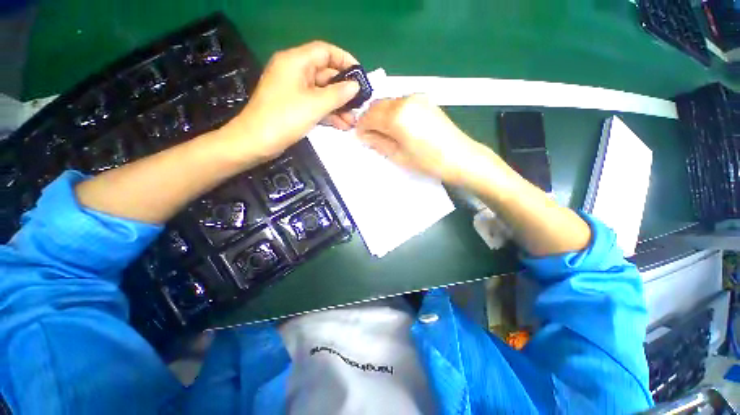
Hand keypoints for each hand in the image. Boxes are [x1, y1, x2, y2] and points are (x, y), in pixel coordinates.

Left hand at [226, 41, 360, 160]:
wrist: (256, 142)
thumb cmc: (284, 118)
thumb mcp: (315, 105)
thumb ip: (338, 94)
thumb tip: (356, 86)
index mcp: (296, 61)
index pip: (325, 52)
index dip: (345, 61)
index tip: (361, 76)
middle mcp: (295, 72)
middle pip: (325, 74)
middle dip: (344, 91)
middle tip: (360, 104)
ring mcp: (294, 91)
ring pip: (322, 93)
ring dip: (338, 106)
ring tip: (353, 120)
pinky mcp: (294, 106)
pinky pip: (316, 105)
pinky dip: (328, 113)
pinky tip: (342, 125)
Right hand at [356, 94, 494, 185]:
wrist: (460, 157)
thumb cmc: (427, 162)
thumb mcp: (398, 156)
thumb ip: (378, 142)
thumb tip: (364, 135)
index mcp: (396, 116)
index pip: (369, 116)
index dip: (361, 126)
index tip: (360, 136)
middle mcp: (404, 100)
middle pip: (377, 105)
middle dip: (370, 119)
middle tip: (370, 136)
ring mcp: (417, 98)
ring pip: (389, 103)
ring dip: (381, 115)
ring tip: (384, 133)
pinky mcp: (425, 100)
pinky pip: (401, 103)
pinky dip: (393, 112)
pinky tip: (398, 126)